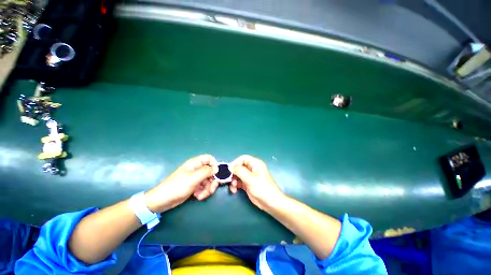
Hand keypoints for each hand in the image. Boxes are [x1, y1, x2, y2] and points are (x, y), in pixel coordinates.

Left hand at [145, 155, 218, 212]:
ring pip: (208, 180)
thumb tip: (217, 168)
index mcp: (195, 163)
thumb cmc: (177, 186)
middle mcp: (197, 169)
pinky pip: (204, 187)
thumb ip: (207, 171)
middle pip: (211, 171)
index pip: (209, 158)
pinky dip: (203, 192)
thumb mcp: (193, 178)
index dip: (214, 164)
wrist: (163, 201)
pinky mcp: (195, 186)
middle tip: (211, 189)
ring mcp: (196, 178)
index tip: (216, 174)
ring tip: (201, 196)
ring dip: (207, 188)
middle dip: (212, 181)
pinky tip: (198, 197)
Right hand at [230, 155, 284, 209]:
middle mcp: (252, 169)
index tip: (229, 170)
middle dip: (234, 173)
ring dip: (234, 180)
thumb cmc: (262, 187)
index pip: (243, 158)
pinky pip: (239, 182)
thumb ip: (239, 171)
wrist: (270, 203)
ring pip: (238, 175)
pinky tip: (234, 190)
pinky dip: (235, 185)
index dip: (235, 163)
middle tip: (229, 180)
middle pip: (239, 167)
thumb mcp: (250, 178)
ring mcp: (249, 177)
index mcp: (255, 164)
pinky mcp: (248, 184)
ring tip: (233, 187)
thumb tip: (230, 166)